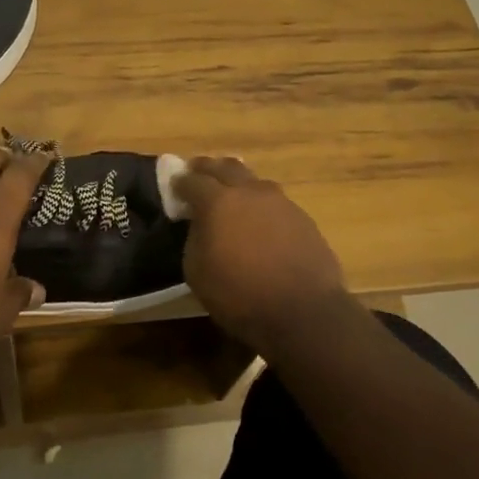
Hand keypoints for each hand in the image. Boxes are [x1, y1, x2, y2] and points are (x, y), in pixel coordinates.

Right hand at [172, 157, 349, 343]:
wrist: (303, 312)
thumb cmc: (240, 295)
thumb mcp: (197, 272)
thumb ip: (194, 239)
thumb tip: (200, 224)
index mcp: (218, 202)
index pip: (192, 180)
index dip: (180, 181)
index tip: (174, 184)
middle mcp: (249, 192)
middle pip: (226, 167)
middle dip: (208, 168)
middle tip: (197, 172)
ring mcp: (280, 201)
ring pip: (253, 180)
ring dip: (238, 182)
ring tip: (231, 194)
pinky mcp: (302, 217)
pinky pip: (274, 201)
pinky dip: (260, 204)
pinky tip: (260, 219)